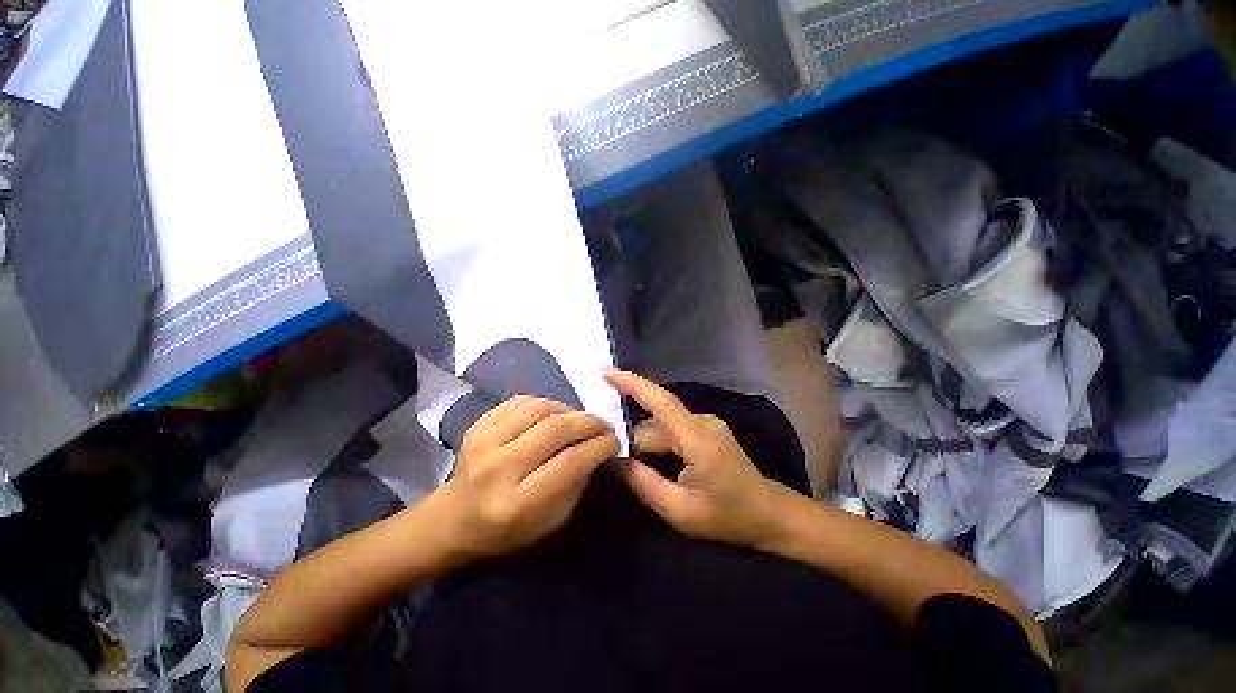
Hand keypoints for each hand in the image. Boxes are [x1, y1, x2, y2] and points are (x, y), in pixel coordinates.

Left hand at [437, 396, 618, 559]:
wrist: (452, 519)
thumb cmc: (506, 530)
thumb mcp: (551, 521)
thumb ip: (576, 483)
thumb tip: (597, 449)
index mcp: (517, 502)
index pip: (569, 462)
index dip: (599, 446)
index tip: (615, 441)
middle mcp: (498, 469)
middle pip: (555, 429)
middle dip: (589, 422)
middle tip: (603, 425)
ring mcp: (483, 442)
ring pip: (539, 409)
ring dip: (568, 410)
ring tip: (579, 420)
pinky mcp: (477, 425)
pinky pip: (520, 401)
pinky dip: (545, 403)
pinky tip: (553, 413)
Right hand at [603, 369, 790, 547]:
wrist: (768, 513)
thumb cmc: (727, 516)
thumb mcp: (680, 511)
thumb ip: (644, 483)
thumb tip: (615, 460)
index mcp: (698, 439)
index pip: (661, 402)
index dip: (632, 384)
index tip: (606, 373)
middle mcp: (702, 422)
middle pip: (655, 422)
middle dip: (633, 441)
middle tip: (618, 467)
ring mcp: (706, 423)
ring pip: (661, 425)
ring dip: (646, 444)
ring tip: (637, 469)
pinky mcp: (706, 427)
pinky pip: (672, 428)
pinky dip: (658, 442)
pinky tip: (656, 462)